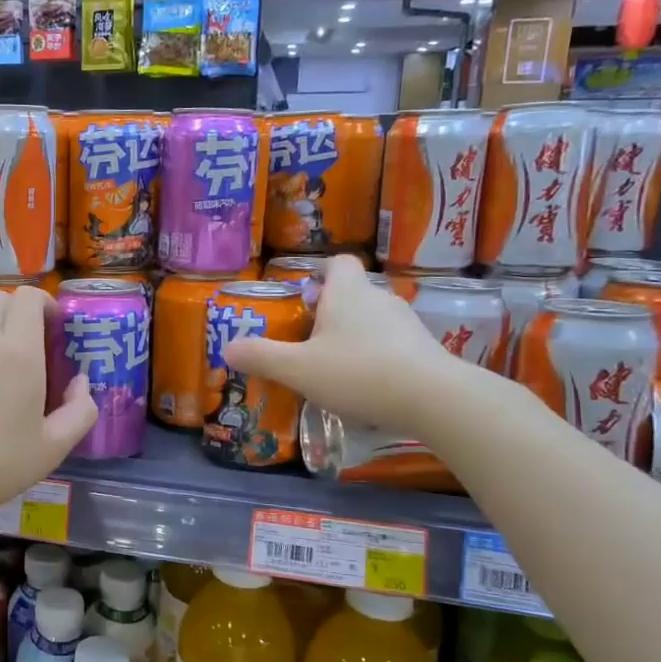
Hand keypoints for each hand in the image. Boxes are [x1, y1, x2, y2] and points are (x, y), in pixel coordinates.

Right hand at [220, 255, 474, 430]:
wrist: (433, 399)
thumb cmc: (357, 372)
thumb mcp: (298, 369)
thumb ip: (261, 356)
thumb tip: (227, 347)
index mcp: (347, 293)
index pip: (339, 263)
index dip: (321, 273)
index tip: (305, 295)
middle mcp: (379, 299)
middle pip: (353, 294)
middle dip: (332, 313)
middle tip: (309, 341)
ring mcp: (407, 324)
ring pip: (373, 321)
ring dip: (356, 338)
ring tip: (336, 369)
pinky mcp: (426, 350)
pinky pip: (393, 345)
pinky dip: (378, 358)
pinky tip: (367, 387)